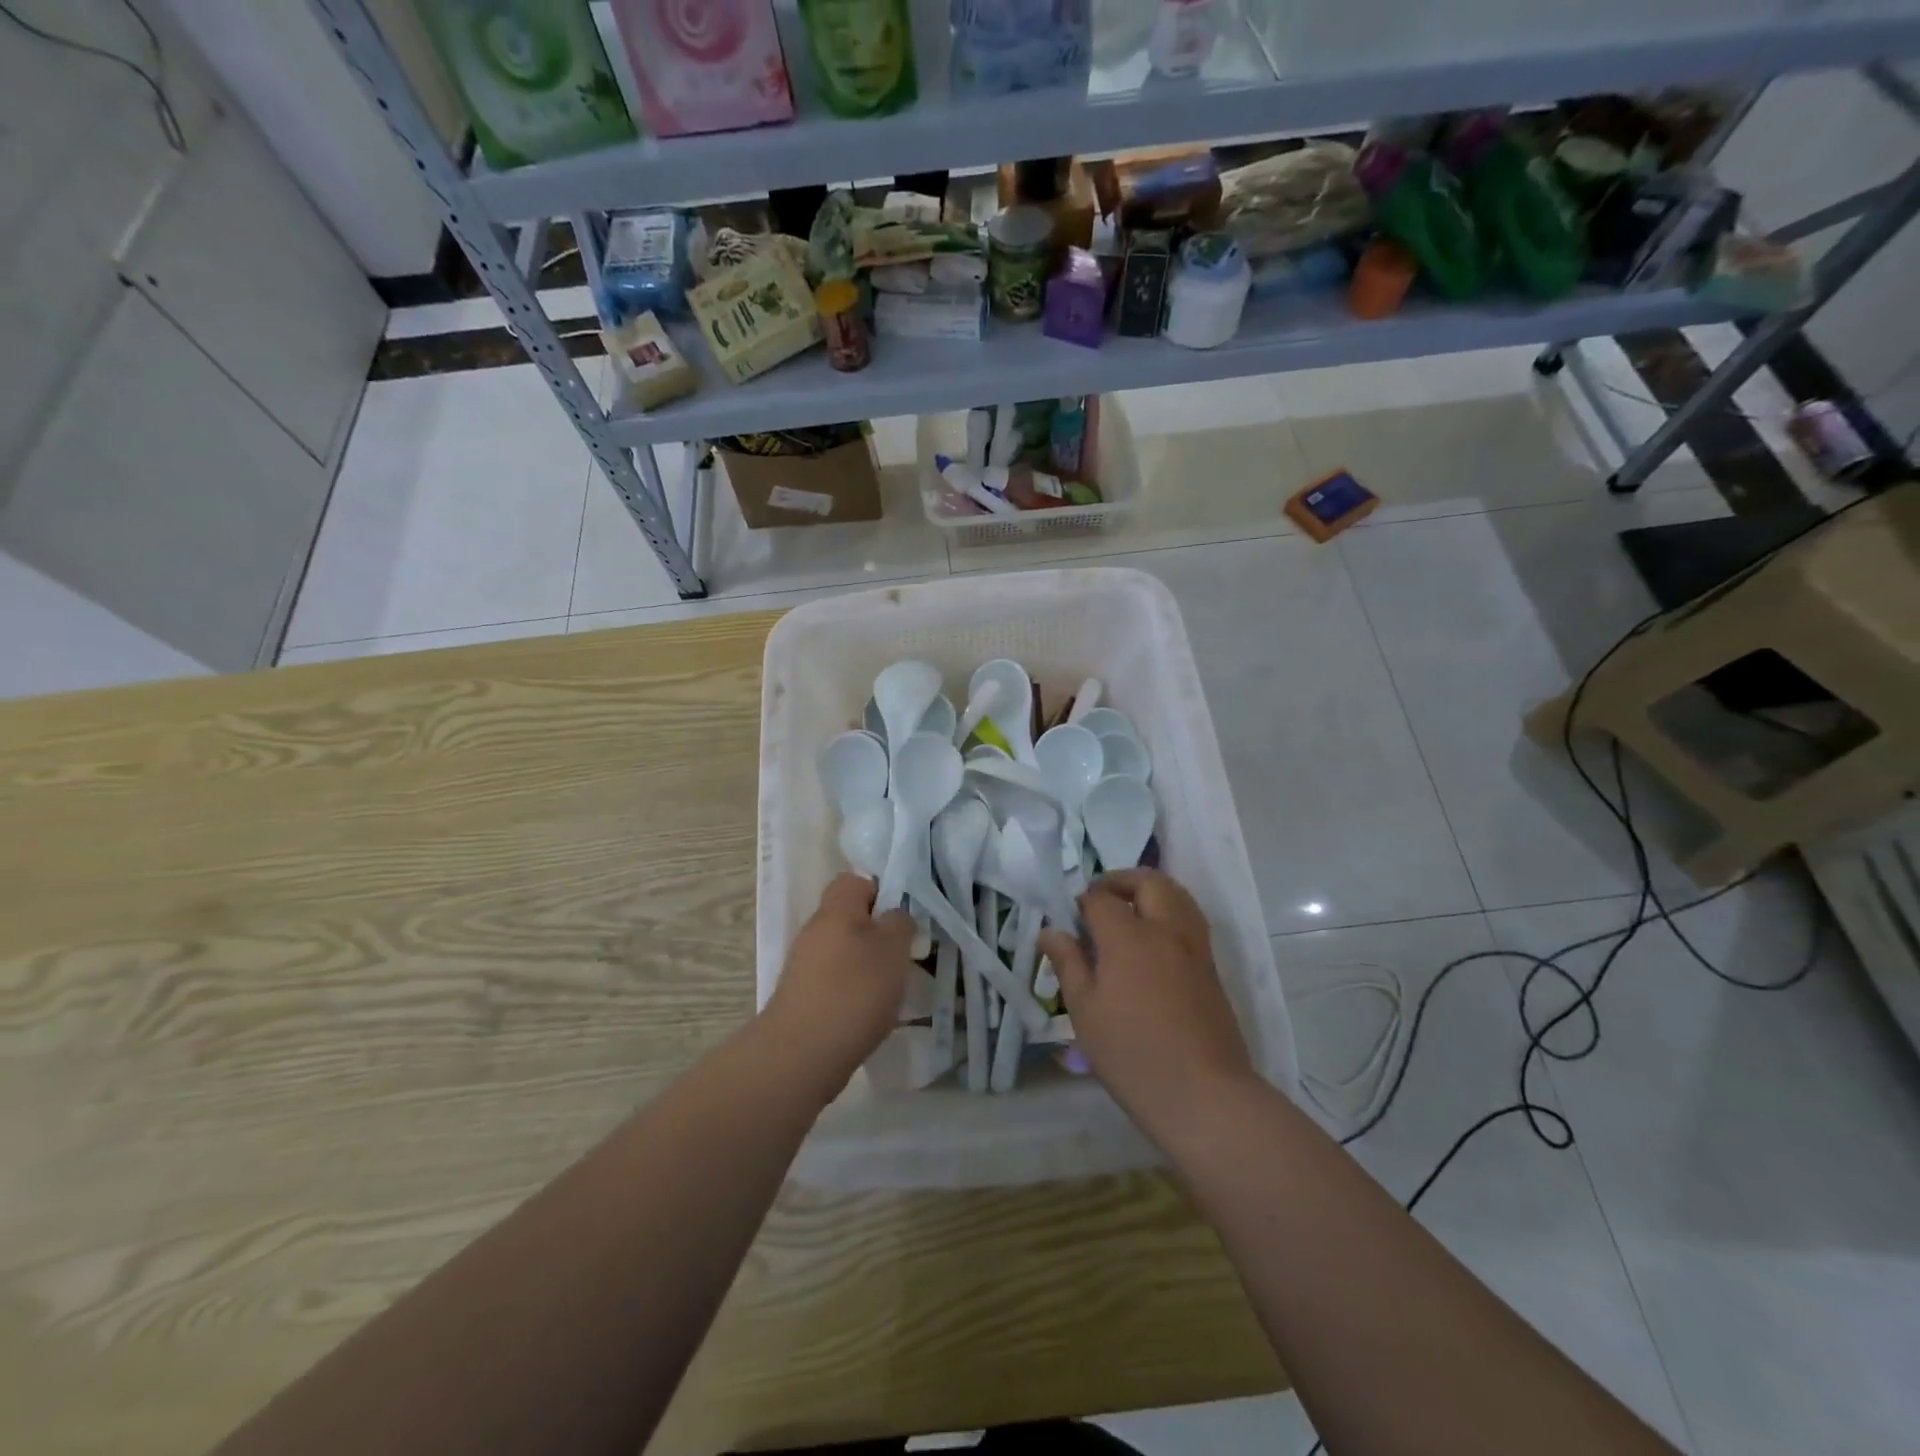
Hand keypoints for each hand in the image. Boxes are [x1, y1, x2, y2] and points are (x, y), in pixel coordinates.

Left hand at [763, 874, 914, 1103]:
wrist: (801, 1055)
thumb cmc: (855, 990)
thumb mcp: (893, 949)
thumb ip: (900, 922)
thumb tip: (894, 915)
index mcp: (836, 909)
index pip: (855, 880)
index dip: (881, 892)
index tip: (903, 917)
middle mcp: (815, 931)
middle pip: (850, 918)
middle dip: (879, 934)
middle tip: (904, 955)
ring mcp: (805, 965)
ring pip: (845, 952)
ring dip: (869, 966)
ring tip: (893, 990)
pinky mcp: (802, 997)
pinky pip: (836, 981)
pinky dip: (854, 992)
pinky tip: (870, 1014)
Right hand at [1038, 868, 1254, 1134]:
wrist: (1203, 1095)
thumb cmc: (1131, 1054)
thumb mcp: (1085, 1011)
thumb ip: (1068, 963)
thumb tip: (1050, 931)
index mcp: (1128, 937)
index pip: (1102, 899)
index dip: (1083, 901)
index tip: (1071, 919)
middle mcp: (1166, 930)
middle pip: (1149, 881)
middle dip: (1121, 880)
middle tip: (1101, 899)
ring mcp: (1195, 948)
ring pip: (1177, 895)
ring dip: (1151, 892)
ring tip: (1129, 912)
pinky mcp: (1211, 968)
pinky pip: (1190, 920)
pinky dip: (1170, 913)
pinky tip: (1152, 942)